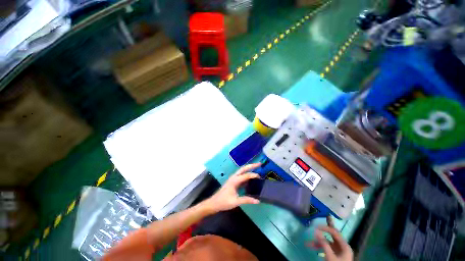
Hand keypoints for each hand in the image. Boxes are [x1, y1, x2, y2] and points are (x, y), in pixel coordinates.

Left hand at [205, 163, 260, 212]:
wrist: (214, 203)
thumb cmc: (224, 202)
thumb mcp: (235, 202)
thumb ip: (246, 200)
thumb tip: (257, 200)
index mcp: (234, 180)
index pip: (246, 175)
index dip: (253, 175)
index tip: (260, 177)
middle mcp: (234, 177)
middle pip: (243, 168)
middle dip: (251, 165)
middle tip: (259, 164)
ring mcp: (233, 178)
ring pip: (242, 171)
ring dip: (249, 168)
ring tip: (256, 168)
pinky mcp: (233, 181)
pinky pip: (241, 176)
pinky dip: (246, 174)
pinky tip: (251, 178)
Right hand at [307, 216, 352, 260]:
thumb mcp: (330, 255)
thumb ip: (324, 243)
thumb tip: (316, 231)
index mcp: (344, 245)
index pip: (334, 232)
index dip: (325, 227)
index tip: (316, 226)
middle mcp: (342, 246)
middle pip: (331, 235)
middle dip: (322, 232)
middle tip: (316, 225)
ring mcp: (338, 250)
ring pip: (327, 242)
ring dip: (317, 242)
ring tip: (307, 243)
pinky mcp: (335, 254)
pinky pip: (326, 248)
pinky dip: (319, 247)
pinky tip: (312, 247)